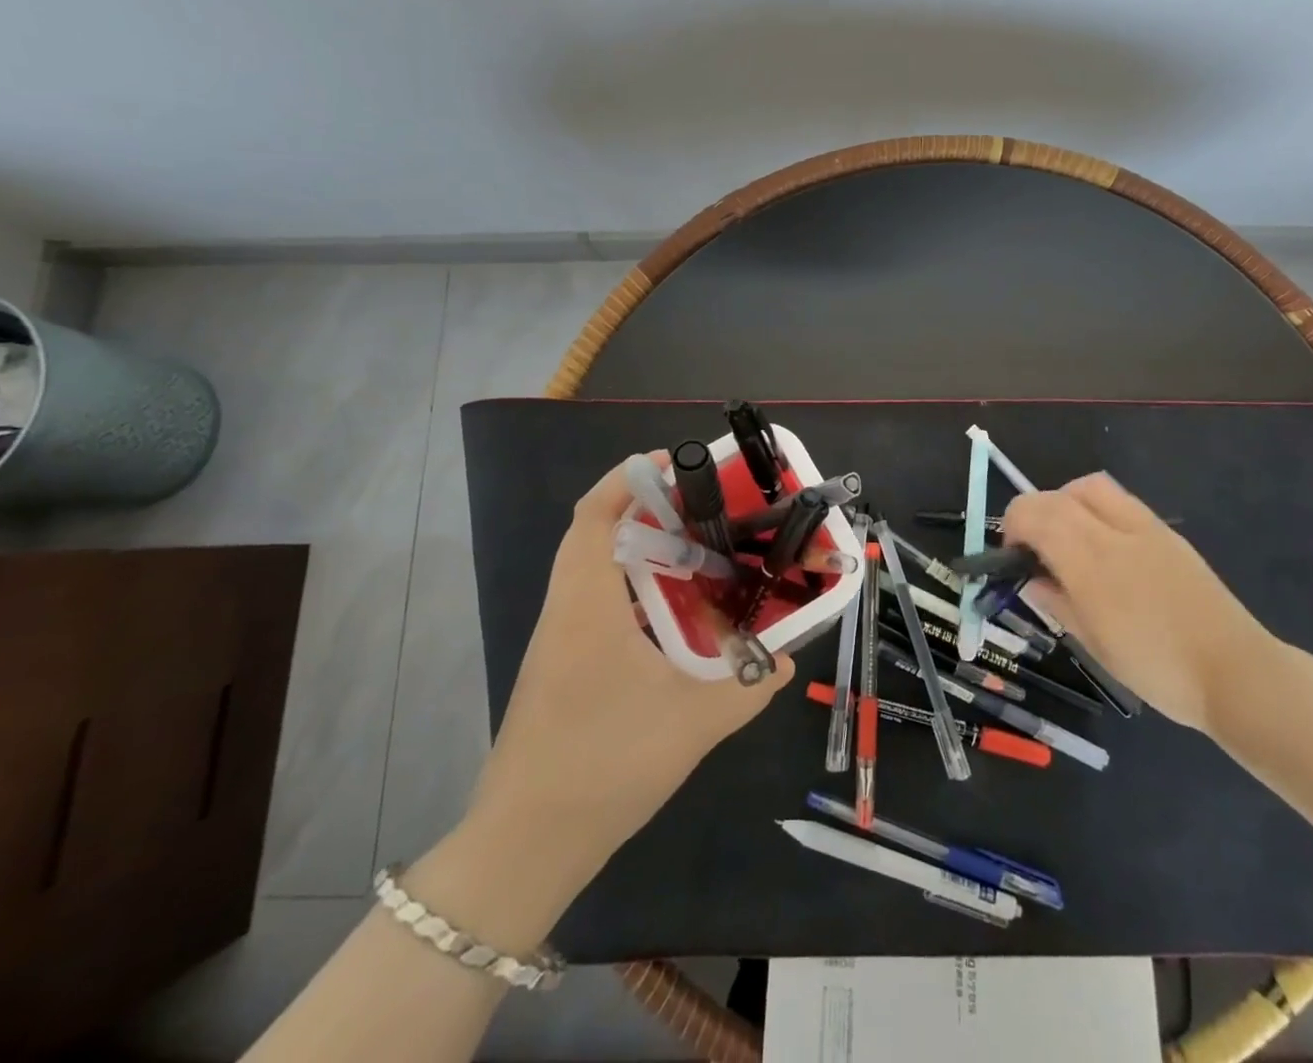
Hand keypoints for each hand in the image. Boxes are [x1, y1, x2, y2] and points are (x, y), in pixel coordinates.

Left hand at [467, 453, 794, 881]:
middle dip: (642, 510)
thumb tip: (788, 662)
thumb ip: (748, 686)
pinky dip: (632, 591)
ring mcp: (557, 642)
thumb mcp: (692, 724)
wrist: (523, 847)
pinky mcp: (559, 669)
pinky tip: (673, 618)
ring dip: (637, 551)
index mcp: (587, 606)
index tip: (671, 465)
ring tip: (695, 553)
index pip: (593, 517)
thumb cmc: (604, 765)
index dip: (626, 481)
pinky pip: (595, 605)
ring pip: (592, 572)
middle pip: (592, 535)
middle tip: (700, 509)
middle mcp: (566, 612)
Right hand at [1002, 473, 1276, 730]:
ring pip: (1089, 486)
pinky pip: (1120, 501)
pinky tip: (1104, 549)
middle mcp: (1113, 532)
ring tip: (1068, 541)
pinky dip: (1096, 511)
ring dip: (1066, 503)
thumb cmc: (1157, 668)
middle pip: (1057, 494)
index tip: (1014, 558)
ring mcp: (1145, 527)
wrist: (1235, 671)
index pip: (1033, 513)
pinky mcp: (1167, 533)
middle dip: (1034, 513)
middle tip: (1036, 550)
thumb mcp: (1093, 643)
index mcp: (1090, 561)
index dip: (1013, 527)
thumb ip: (1056, 601)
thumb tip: (1030, 579)